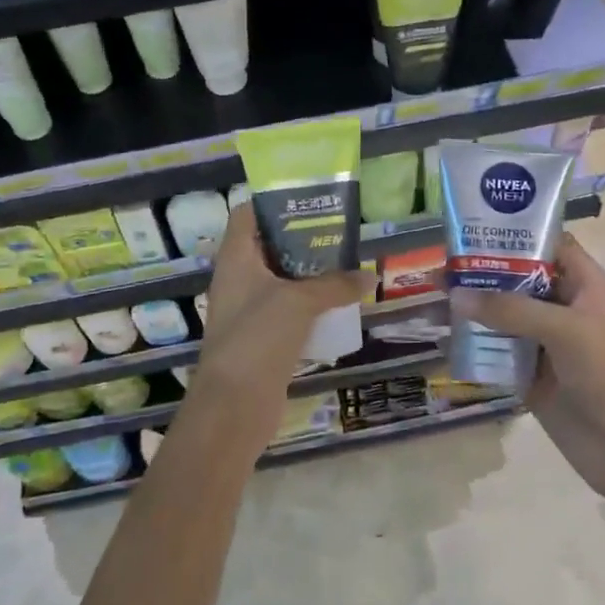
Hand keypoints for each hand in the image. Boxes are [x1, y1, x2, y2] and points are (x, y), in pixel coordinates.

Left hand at [191, 206, 367, 428]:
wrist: (235, 404)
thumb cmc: (259, 337)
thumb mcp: (299, 302)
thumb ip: (335, 285)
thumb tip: (369, 275)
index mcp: (236, 258)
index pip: (247, 215)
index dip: (274, 203)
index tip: (310, 200)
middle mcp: (238, 278)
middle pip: (268, 246)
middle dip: (302, 238)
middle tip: (339, 232)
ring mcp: (248, 309)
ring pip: (281, 279)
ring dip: (309, 273)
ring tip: (346, 263)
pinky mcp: (262, 337)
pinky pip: (287, 310)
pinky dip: (309, 304)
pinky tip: (338, 304)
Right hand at [450, 236, 604, 498]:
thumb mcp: (567, 330)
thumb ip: (511, 310)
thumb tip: (455, 295)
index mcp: (586, 288)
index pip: (550, 247)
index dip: (517, 234)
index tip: (473, 228)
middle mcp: (564, 310)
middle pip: (519, 281)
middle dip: (483, 274)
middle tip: (438, 268)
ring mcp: (547, 345)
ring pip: (504, 318)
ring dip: (473, 311)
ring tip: (433, 301)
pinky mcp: (531, 378)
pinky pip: (498, 354)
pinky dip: (474, 346)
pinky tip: (443, 339)